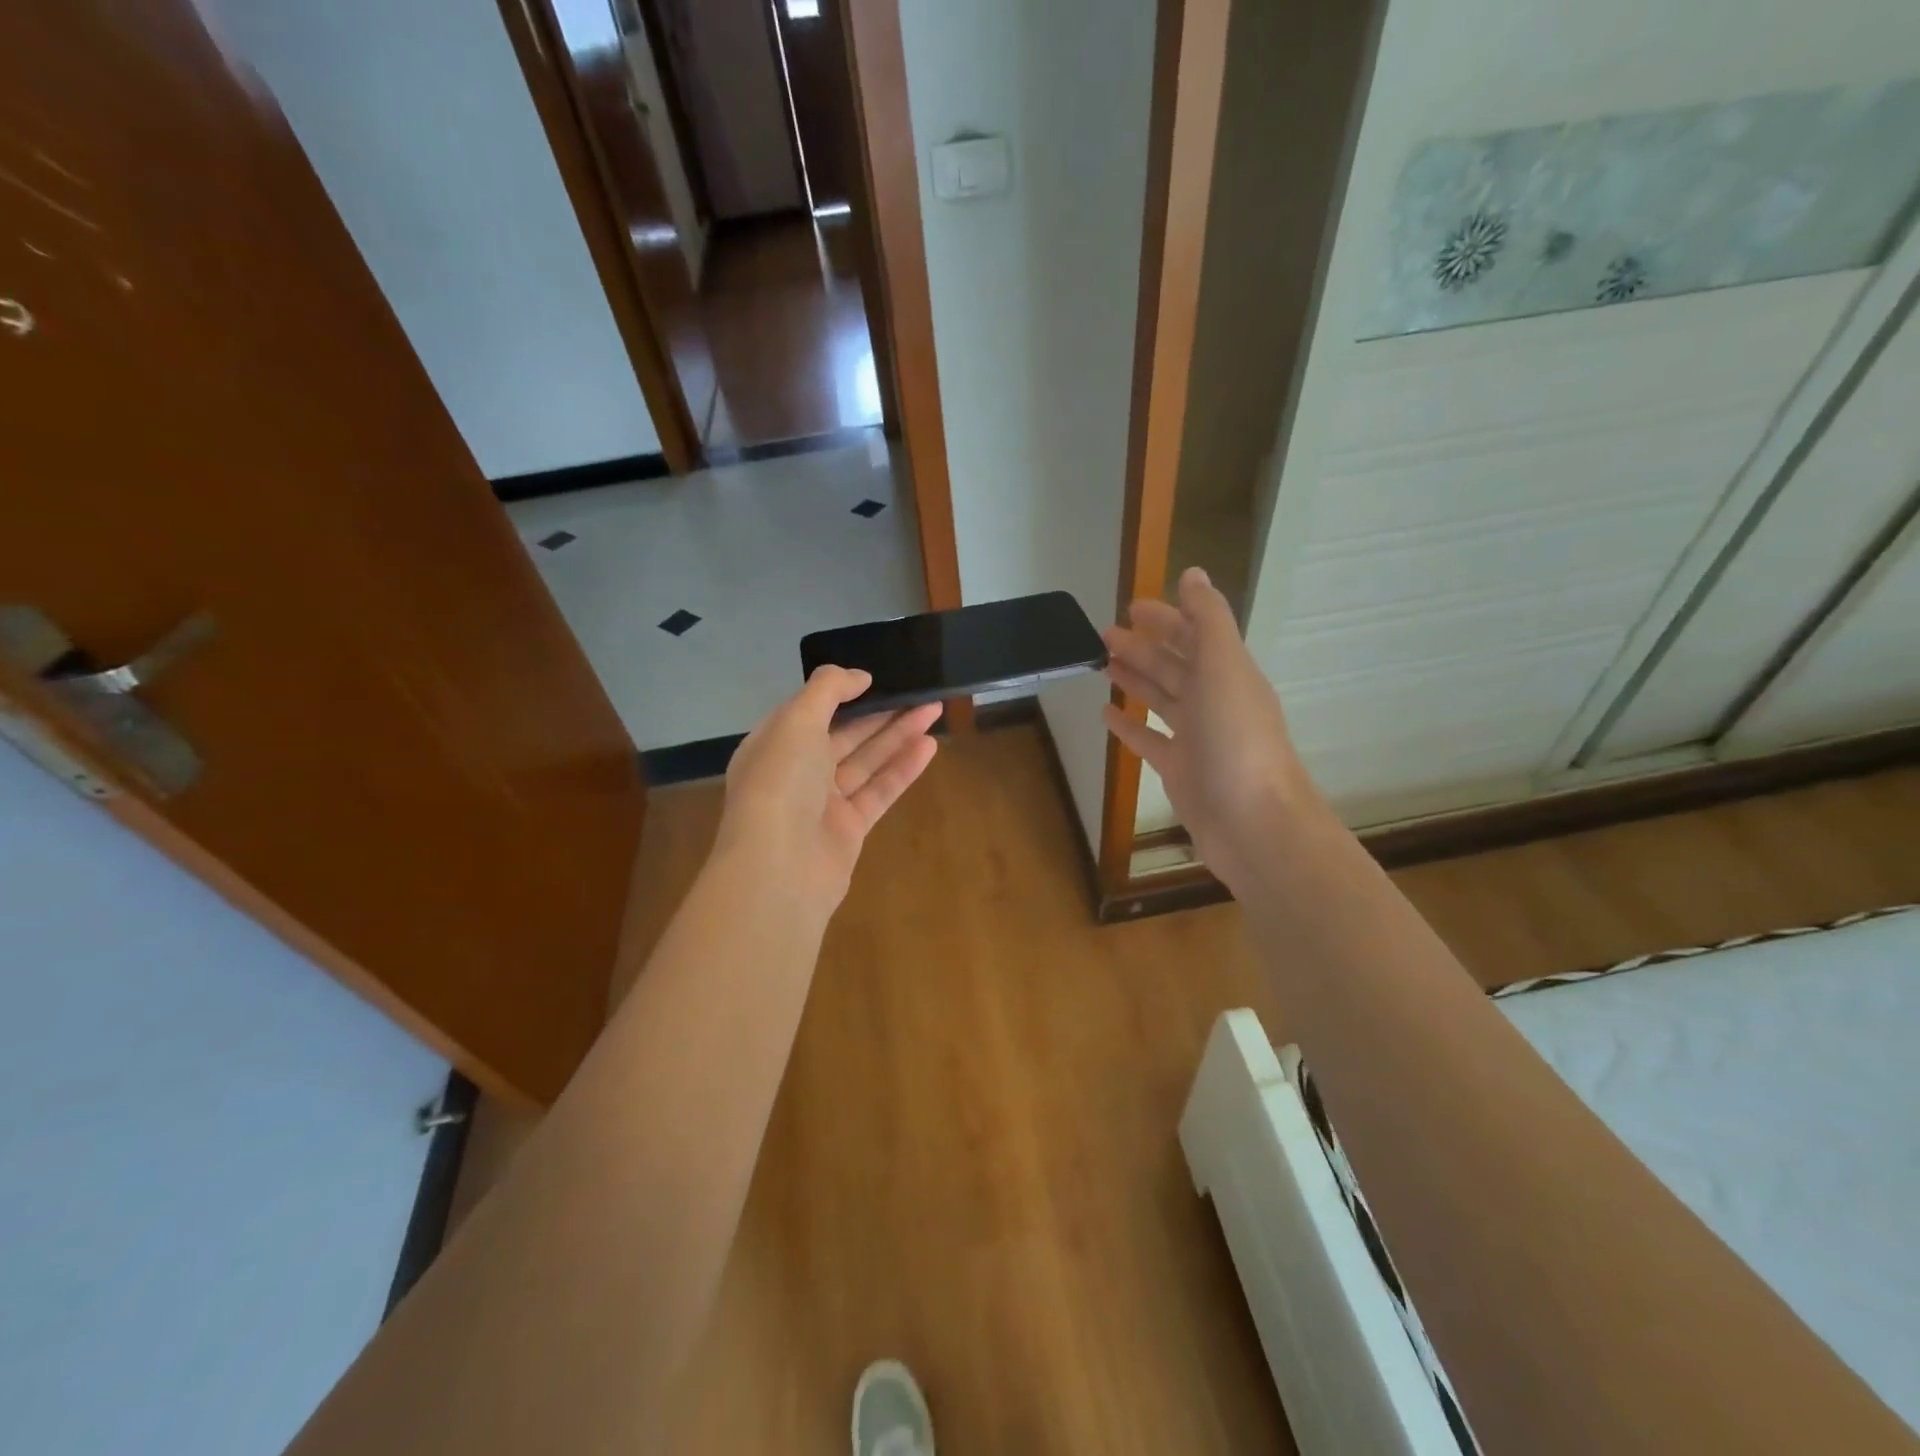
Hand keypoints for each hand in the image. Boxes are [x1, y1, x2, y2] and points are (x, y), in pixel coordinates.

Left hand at [714, 667, 941, 916]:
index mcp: (774, 744)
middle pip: (844, 734)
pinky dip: (902, 769)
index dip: (843, 693)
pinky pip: (879, 791)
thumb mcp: (796, 721)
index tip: (878, 678)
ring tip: (934, 710)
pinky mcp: (849, 829)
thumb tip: (859, 676)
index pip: (810, 711)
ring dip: (898, 736)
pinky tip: (929, 747)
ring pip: (866, 761)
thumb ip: (828, 689)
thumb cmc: (781, 784)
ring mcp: (823, 803)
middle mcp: (796, 772)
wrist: (780, 869)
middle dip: (881, 713)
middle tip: (920, 692)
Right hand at [1102, 566, 1317, 891]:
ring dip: (1135, 678)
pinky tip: (1107, 714)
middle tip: (1103, 635)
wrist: (1254, 823)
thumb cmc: (1237, 740)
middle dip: (1143, 646)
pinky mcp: (1180, 770)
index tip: (1131, 607)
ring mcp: (1198, 738)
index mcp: (1228, 673)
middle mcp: (1214, 701)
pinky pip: (1150, 740)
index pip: (1195, 634)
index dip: (1167, 618)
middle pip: (1175, 665)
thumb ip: (1208, 620)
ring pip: (1161, 699)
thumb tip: (1192, 573)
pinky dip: (1129, 725)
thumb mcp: (1224, 668)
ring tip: (1103, 664)